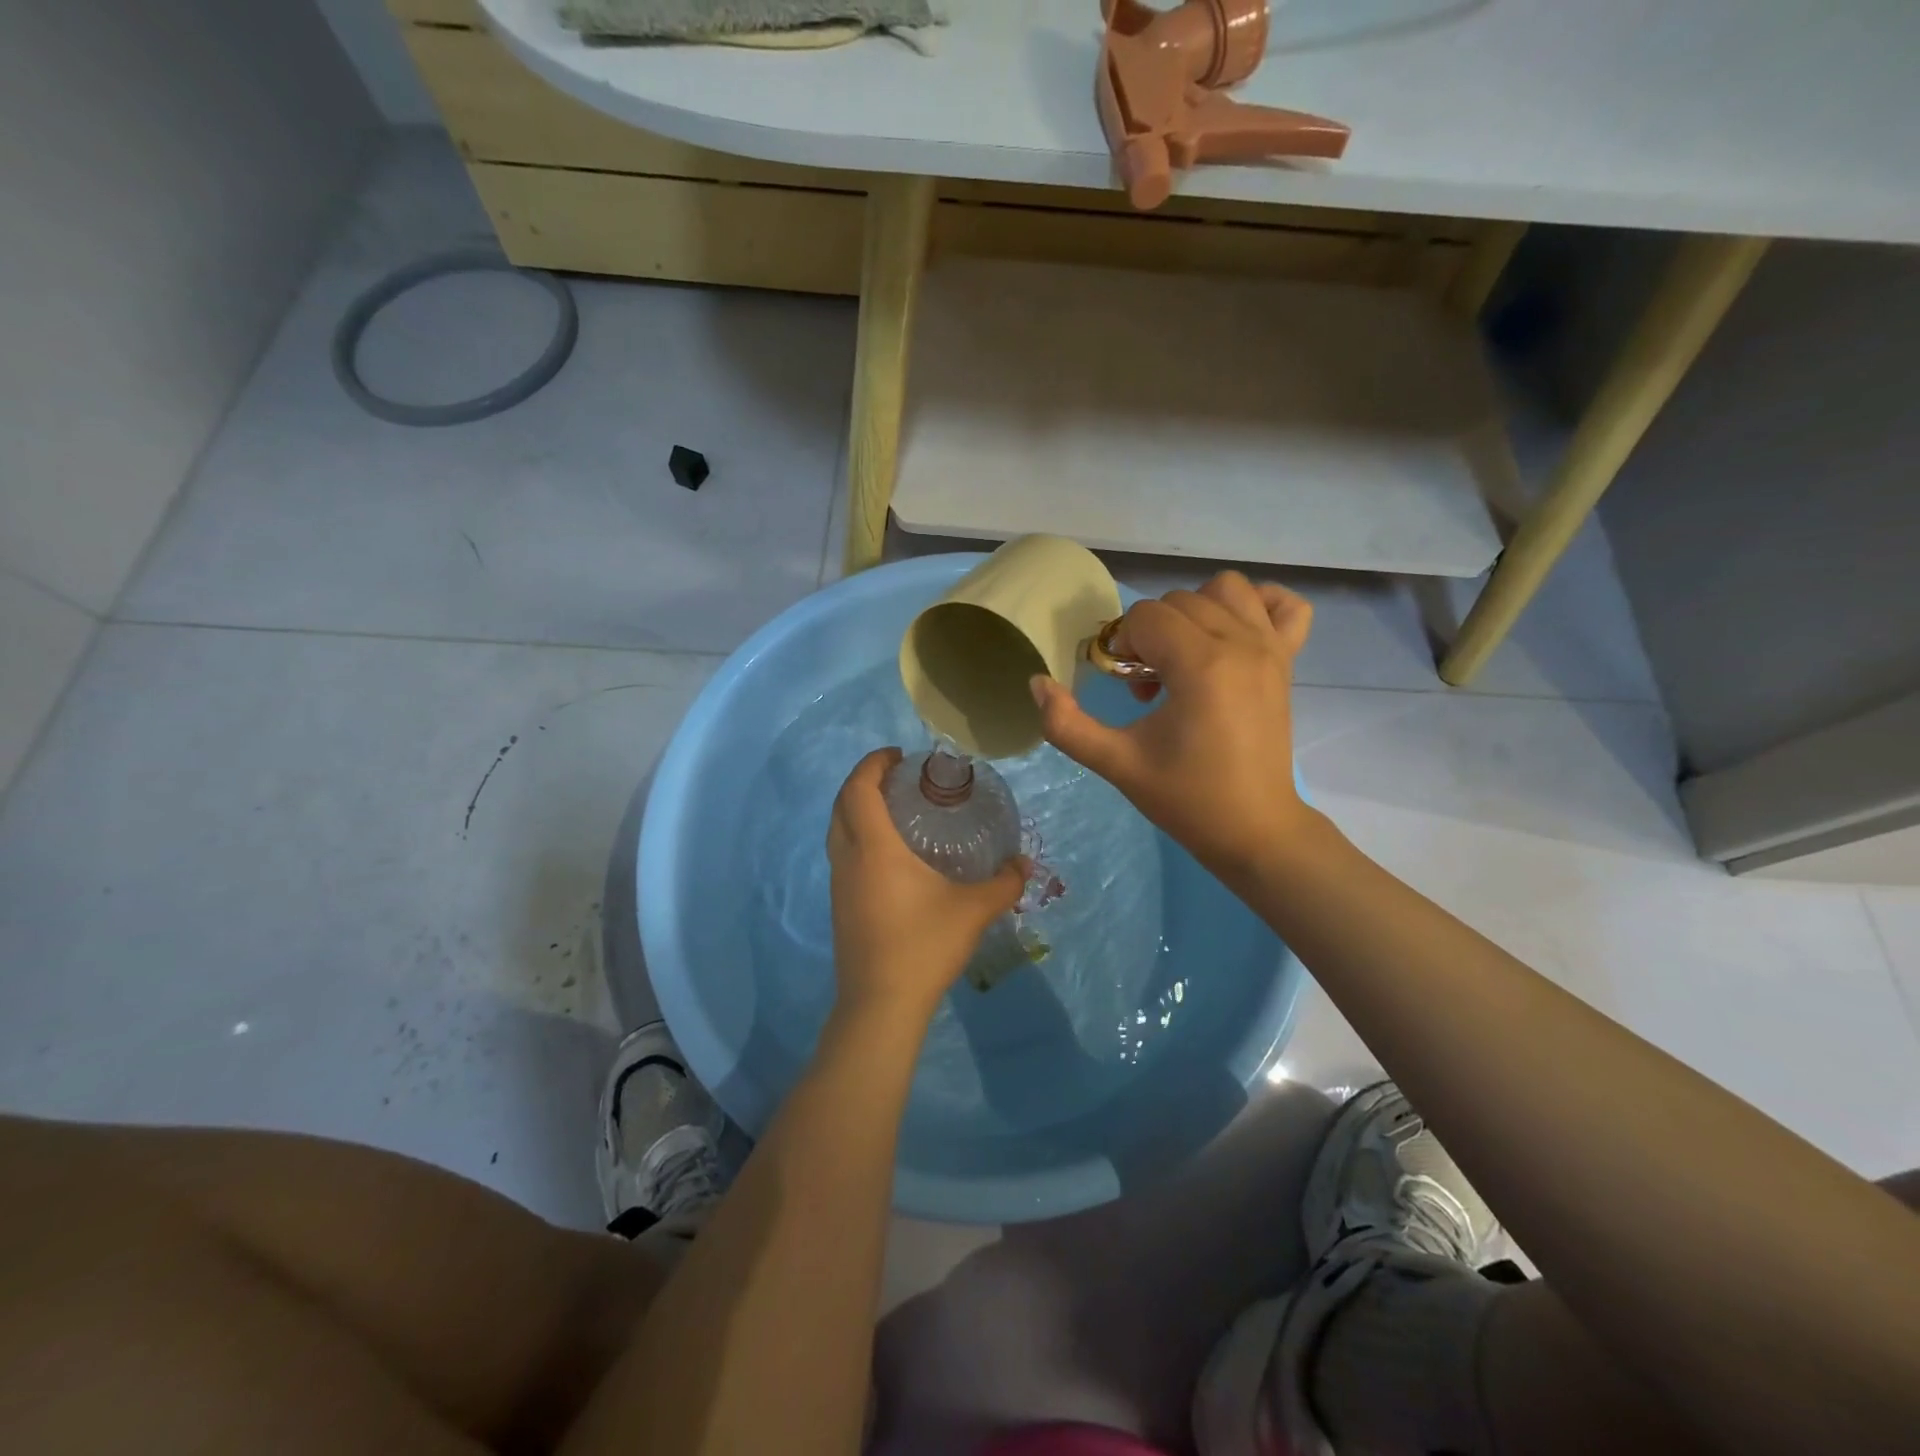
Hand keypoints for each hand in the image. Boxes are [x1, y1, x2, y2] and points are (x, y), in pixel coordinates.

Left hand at [827, 748, 1027, 1023]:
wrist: (881, 1005)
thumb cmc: (924, 946)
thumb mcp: (974, 910)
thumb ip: (1004, 883)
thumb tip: (1025, 864)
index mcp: (874, 847)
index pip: (859, 788)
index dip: (873, 763)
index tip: (898, 754)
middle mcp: (849, 858)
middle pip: (842, 804)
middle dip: (863, 781)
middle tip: (898, 777)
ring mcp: (838, 884)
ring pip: (837, 830)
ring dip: (857, 809)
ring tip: (894, 810)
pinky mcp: (839, 907)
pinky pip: (842, 854)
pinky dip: (858, 837)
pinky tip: (890, 856)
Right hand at [1030, 572, 1313, 884]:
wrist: (1253, 829)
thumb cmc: (1185, 797)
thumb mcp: (1116, 763)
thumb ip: (1066, 724)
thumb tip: (1037, 683)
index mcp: (1200, 665)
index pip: (1146, 617)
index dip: (1124, 645)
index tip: (1127, 687)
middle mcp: (1240, 642)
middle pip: (1179, 601)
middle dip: (1152, 634)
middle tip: (1149, 684)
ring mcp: (1271, 648)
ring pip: (1226, 589)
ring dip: (1195, 611)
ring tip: (1185, 654)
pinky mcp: (1288, 660)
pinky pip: (1285, 605)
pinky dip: (1258, 606)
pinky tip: (1233, 634)